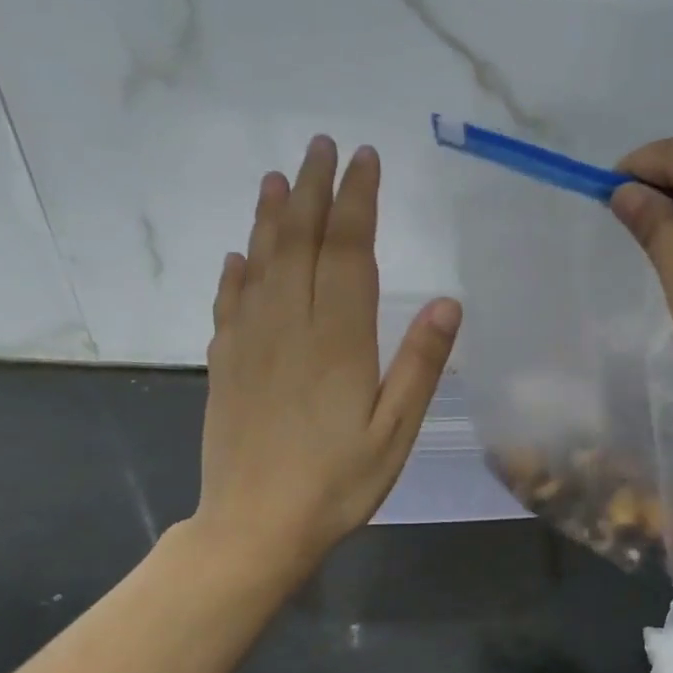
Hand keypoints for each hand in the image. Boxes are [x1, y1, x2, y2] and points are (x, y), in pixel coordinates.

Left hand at [188, 135, 460, 581]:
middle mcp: (290, 328)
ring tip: (279, 177)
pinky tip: (238, 256)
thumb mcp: (396, 433)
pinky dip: (235, 272)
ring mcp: (250, 344)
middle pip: (301, 244)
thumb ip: (420, 366)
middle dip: (315, 191)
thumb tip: (447, 302)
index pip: (349, 253)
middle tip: (322, 146)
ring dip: (271, 217)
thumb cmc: (338, 484)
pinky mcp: (225, 366)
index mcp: (338, 341)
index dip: (358, 202)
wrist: (256, 526)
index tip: (364, 160)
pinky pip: (228, 304)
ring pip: (261, 264)